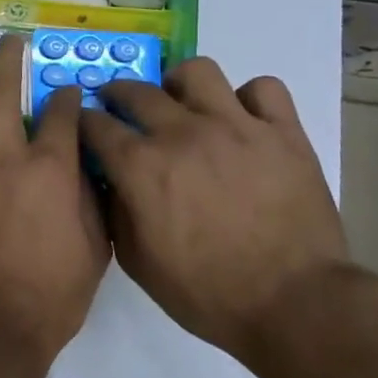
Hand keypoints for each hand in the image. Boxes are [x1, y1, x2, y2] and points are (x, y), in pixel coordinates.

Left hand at [0, 37, 110, 365]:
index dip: (67, 96)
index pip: (61, 113)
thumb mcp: (95, 250)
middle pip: (3, 88)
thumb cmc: (50, 296)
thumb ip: (91, 200)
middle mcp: (1, 154)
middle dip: (8, 57)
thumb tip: (87, 167)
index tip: (67, 91)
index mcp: (48, 167)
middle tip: (8, 42)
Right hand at [80, 58, 346, 359]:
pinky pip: (264, 88)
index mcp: (141, 166)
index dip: (83, 122)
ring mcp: (236, 126)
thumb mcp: (137, 262)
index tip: (85, 128)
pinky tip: (243, 121)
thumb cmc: (207, 292)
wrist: (294, 306)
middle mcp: (182, 133)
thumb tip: (108, 178)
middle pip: (136, 90)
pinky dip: (249, 99)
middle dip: (118, 95)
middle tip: (122, 109)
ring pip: (197, 71)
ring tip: (184, 106)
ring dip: (180, 85)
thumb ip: (114, 210)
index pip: (94, 123)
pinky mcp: (283, 132)